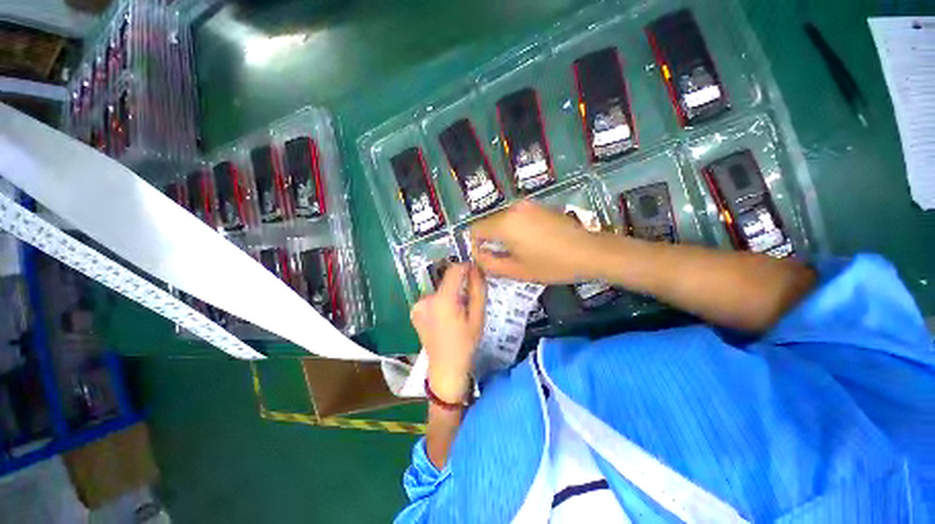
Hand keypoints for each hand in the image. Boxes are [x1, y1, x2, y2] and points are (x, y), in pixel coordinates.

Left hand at [410, 263, 485, 402]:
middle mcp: (426, 300)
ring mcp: (417, 306)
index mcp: (443, 301)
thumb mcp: (478, 316)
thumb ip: (478, 289)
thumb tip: (476, 269)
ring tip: (456, 312)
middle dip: (459, 285)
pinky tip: (444, 317)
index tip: (475, 271)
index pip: (454, 271)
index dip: (465, 267)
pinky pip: (431, 299)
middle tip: (468, 301)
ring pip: (439, 290)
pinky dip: (440, 302)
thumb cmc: (466, 343)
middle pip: (446, 281)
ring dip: (449, 294)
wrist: (446, 367)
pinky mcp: (414, 311)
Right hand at [470, 200, 603, 283]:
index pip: (475, 230)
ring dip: (503, 235)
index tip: (488, 259)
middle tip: (504, 258)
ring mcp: (527, 205)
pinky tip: (531, 242)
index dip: (476, 246)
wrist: (589, 251)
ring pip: (502, 220)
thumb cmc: (551, 265)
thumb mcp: (517, 271)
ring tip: (518, 251)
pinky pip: (516, 217)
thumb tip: (478, 256)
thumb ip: (490, 264)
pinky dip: (515, 228)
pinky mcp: (538, 206)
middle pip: (488, 224)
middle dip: (490, 241)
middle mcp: (513, 209)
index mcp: (505, 224)